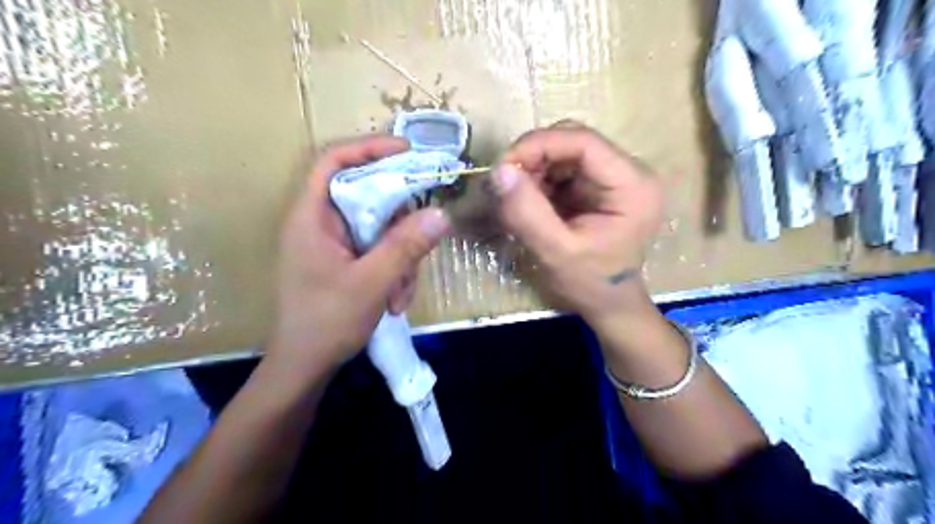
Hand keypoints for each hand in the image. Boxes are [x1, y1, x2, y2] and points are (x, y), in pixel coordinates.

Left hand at [268, 135, 451, 379]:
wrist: (305, 366)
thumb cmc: (326, 323)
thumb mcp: (371, 283)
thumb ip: (405, 247)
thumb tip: (441, 213)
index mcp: (312, 217)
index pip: (334, 161)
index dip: (369, 148)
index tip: (409, 152)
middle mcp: (322, 223)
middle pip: (368, 196)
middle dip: (400, 223)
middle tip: (423, 238)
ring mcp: (335, 243)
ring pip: (381, 228)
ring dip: (401, 258)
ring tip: (401, 293)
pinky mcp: (347, 261)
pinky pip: (380, 250)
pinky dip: (394, 271)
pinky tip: (395, 300)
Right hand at [496, 123, 662, 326]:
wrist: (608, 304)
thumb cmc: (590, 284)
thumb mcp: (556, 253)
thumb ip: (527, 213)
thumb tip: (499, 171)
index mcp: (632, 186)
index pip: (583, 142)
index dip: (539, 145)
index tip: (503, 167)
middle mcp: (629, 172)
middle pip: (572, 141)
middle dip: (533, 159)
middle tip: (506, 186)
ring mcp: (613, 178)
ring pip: (564, 153)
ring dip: (533, 171)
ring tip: (517, 202)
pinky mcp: (598, 187)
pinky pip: (562, 170)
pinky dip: (539, 181)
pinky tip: (530, 204)